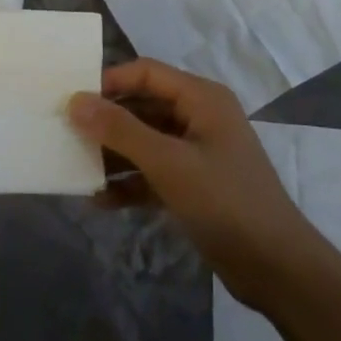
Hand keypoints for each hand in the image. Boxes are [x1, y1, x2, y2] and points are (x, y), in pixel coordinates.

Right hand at [68, 59, 318, 306]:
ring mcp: (197, 153)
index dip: (109, 82)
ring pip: (144, 142)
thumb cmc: (224, 202)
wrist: (276, 267)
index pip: (146, 73)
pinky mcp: (193, 186)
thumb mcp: (168, 163)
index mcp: (202, 99)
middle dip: (106, 121)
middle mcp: (199, 118)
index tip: (71, 100)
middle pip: (142, 106)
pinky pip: (152, 173)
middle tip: (65, 133)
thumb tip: (75, 101)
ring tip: (75, 168)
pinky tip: (99, 200)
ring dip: (113, 155)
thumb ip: (120, 130)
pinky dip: (129, 183)